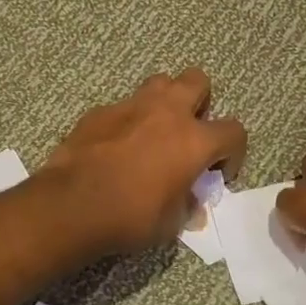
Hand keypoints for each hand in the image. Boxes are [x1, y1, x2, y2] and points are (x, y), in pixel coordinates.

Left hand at [41, 69, 247, 257]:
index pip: (234, 131)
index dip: (233, 152)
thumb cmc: (130, 217)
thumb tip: (190, 199)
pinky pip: (124, 105)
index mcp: (194, 140)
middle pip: (197, 80)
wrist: (71, 206)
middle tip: (189, 133)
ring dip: (165, 101)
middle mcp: (167, 112)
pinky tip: (117, 145)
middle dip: (201, 102)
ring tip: (156, 131)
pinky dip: (128, 120)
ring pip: (160, 82)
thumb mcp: (171, 223)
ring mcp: (131, 105)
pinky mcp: (100, 110)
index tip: (220, 172)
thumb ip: (187, 203)